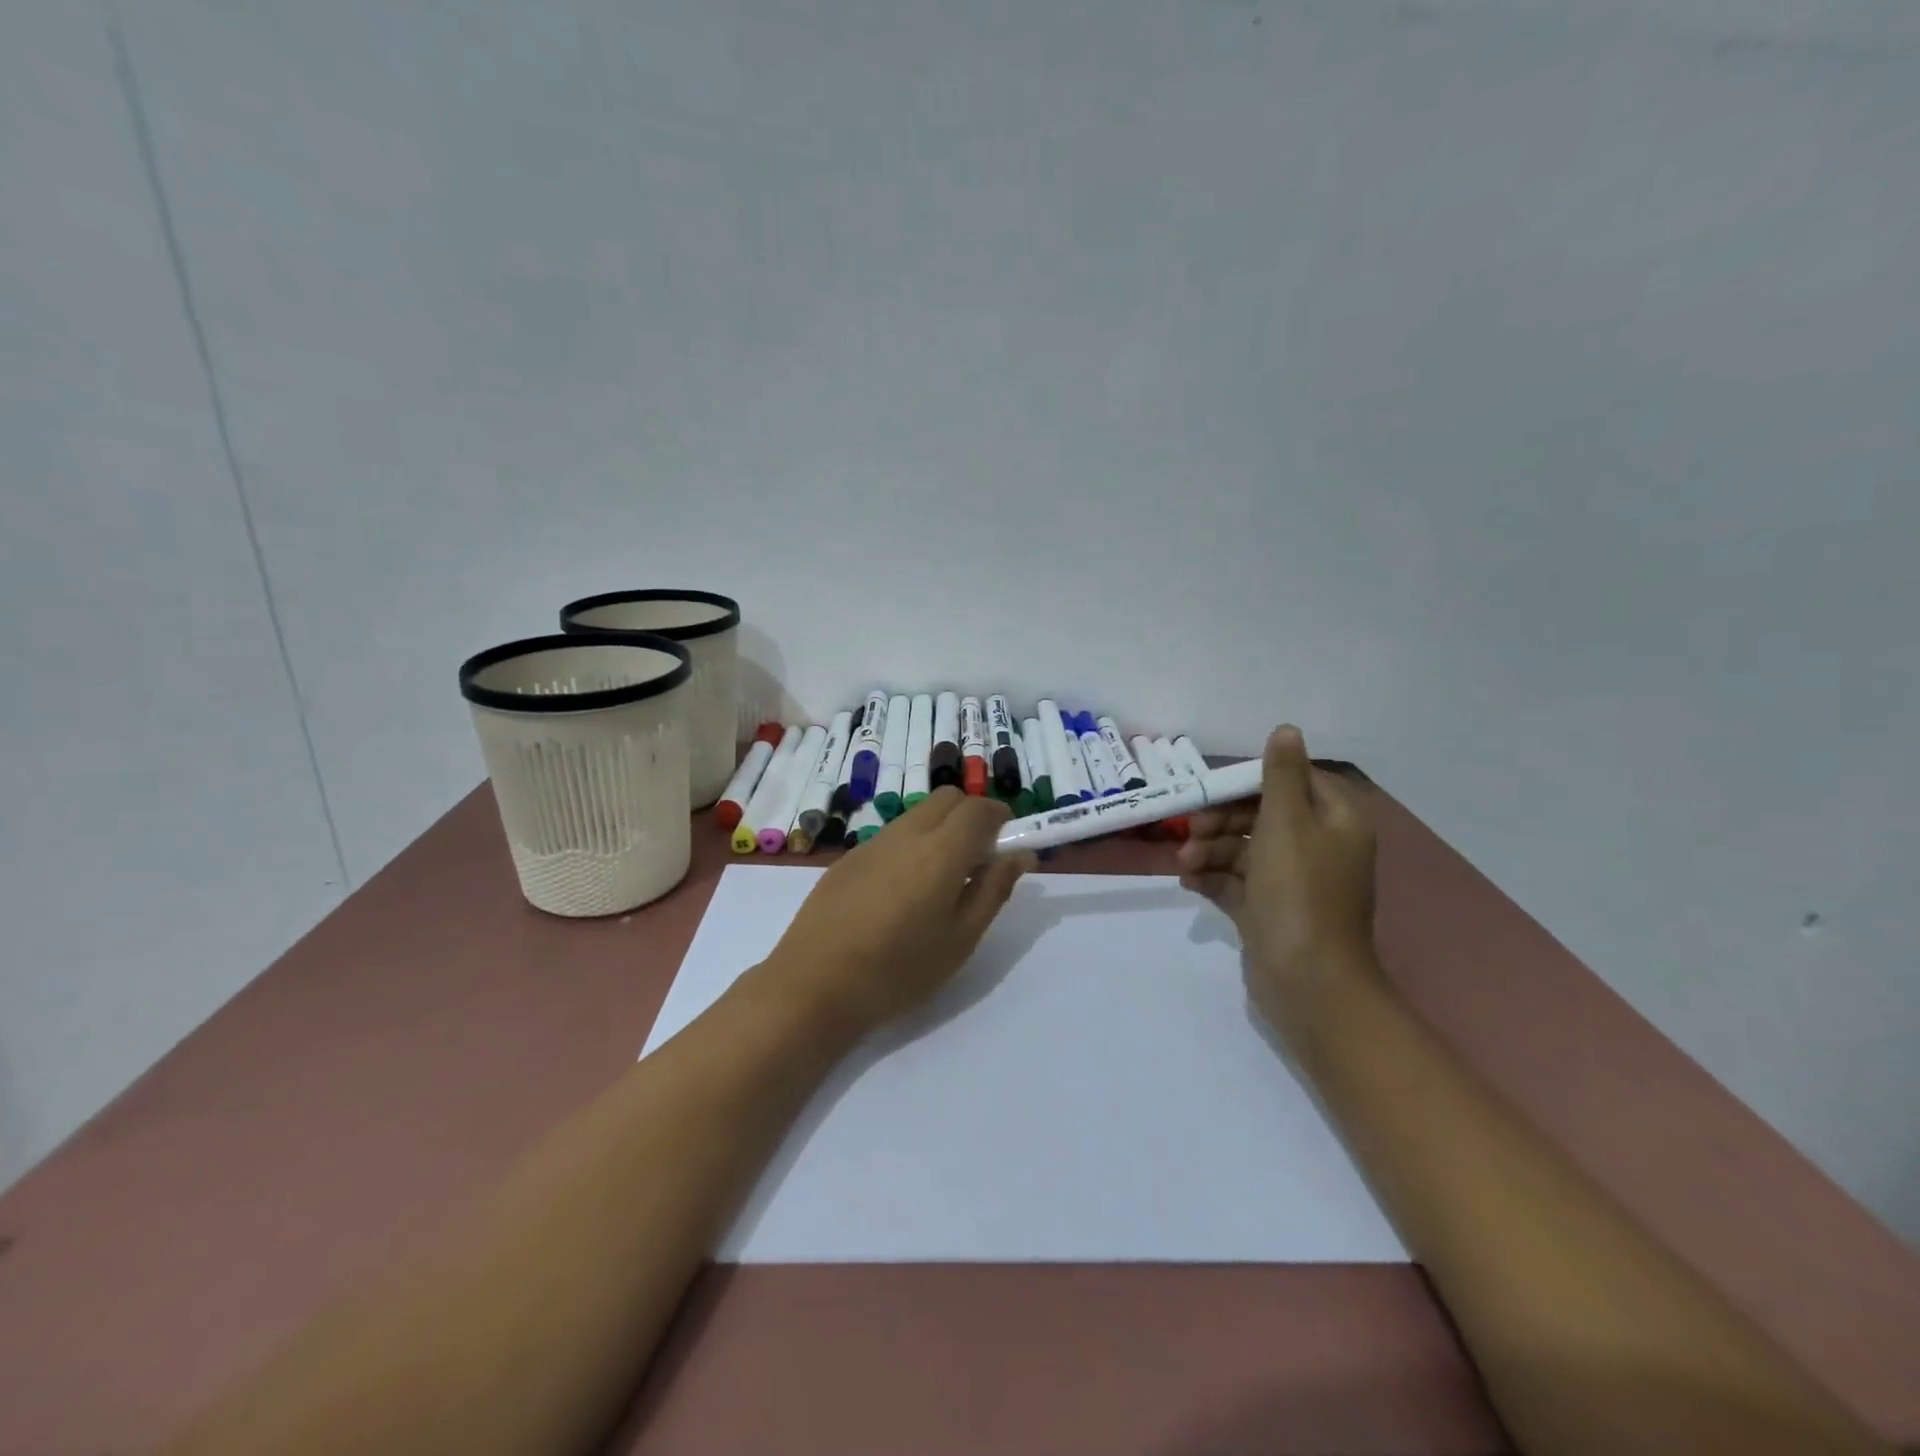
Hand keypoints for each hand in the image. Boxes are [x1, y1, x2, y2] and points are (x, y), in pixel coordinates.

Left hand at [763, 788, 1035, 1033]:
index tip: (1008, 844)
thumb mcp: (961, 938)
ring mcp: (872, 843)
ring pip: (917, 816)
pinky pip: (891, 837)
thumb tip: (1021, 855)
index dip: (1001, 817)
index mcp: (941, 851)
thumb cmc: (899, 969)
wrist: (814, 985)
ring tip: (939, 883)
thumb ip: (994, 889)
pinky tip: (899, 895)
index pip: (980, 808)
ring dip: (940, 830)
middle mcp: (906, 834)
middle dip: (971, 816)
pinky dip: (910, 847)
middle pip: (947, 799)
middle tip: (977, 861)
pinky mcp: (847, 858)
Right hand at [1175, 725, 1382, 1045]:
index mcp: (1335, 820)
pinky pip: (1237, 881)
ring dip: (1210, 850)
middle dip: (1221, 820)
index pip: (1291, 781)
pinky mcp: (1270, 910)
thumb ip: (1280, 775)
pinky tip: (1189, 882)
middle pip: (1262, 814)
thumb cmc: (1298, 892)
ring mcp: (1293, 881)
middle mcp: (1318, 846)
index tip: (1212, 790)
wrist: (1307, 982)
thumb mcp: (1287, 822)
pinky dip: (1213, 877)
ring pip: (1244, 849)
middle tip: (1191, 831)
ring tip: (1185, 865)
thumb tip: (1286, 729)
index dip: (1249, 782)